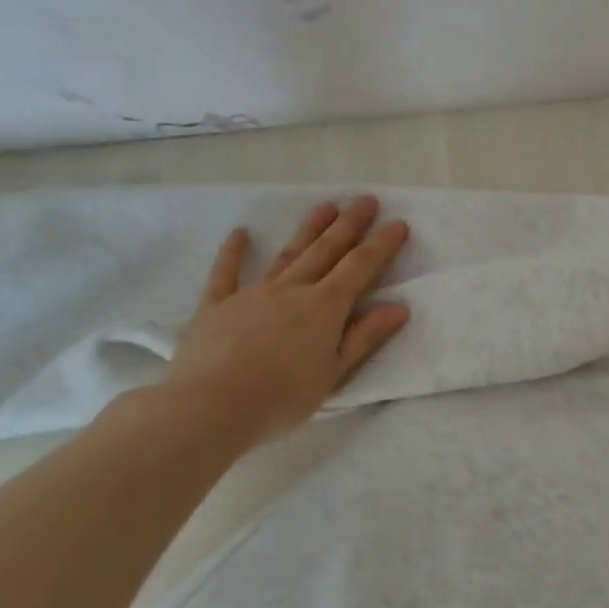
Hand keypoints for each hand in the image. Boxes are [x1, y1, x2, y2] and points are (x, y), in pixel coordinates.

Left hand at [156, 196, 410, 447]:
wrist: (209, 406)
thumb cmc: (282, 397)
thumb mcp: (334, 373)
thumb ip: (364, 337)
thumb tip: (399, 307)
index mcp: (325, 307)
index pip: (360, 268)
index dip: (382, 245)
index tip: (399, 223)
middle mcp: (292, 290)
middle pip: (326, 251)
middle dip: (350, 225)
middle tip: (367, 200)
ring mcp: (252, 293)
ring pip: (288, 254)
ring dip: (309, 229)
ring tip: (327, 206)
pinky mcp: (216, 305)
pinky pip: (226, 272)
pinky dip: (233, 251)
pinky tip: (241, 232)